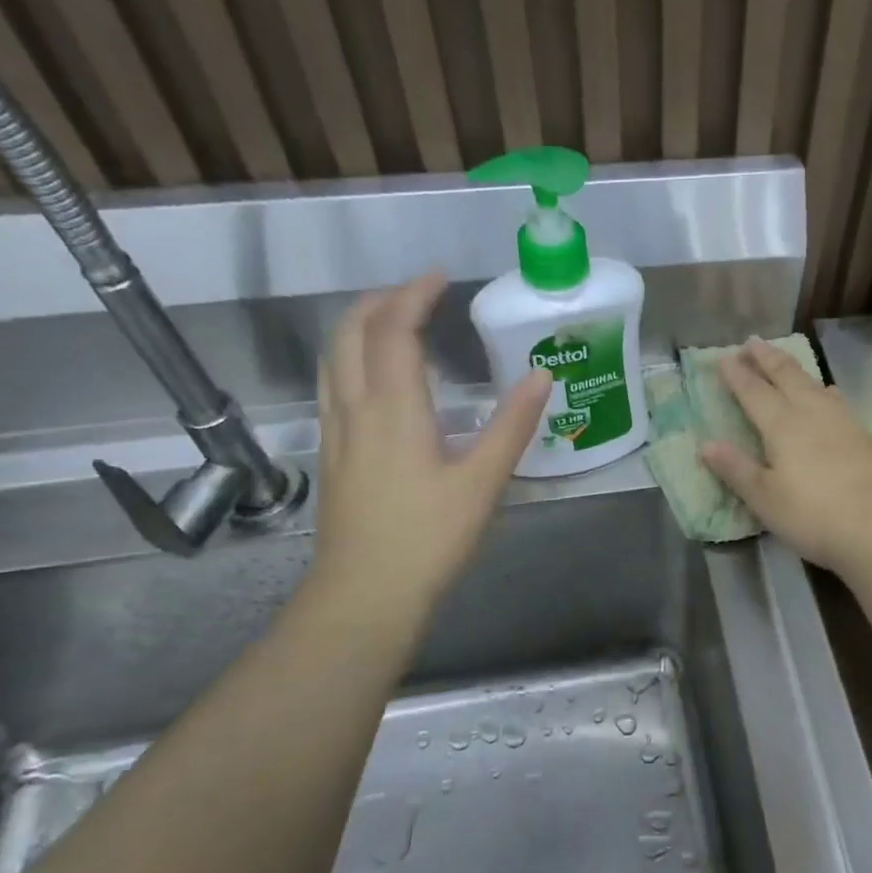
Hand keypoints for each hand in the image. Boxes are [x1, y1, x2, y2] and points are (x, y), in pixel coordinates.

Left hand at [302, 274, 550, 623]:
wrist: (364, 596)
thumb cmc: (428, 538)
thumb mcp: (482, 482)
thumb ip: (511, 425)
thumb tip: (540, 374)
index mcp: (393, 408)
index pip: (394, 329)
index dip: (413, 294)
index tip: (440, 276)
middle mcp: (354, 408)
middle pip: (350, 332)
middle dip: (380, 301)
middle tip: (417, 293)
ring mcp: (335, 432)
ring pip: (333, 358)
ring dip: (359, 326)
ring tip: (393, 321)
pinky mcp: (331, 455)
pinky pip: (332, 385)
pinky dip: (351, 358)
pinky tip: (374, 378)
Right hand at [699, 338, 871, 572]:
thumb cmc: (811, 515)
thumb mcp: (764, 498)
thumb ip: (735, 468)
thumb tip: (706, 444)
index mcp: (782, 425)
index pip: (754, 392)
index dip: (737, 374)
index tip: (723, 357)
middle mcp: (812, 413)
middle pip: (787, 376)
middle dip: (767, 358)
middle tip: (753, 342)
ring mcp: (843, 422)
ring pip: (814, 384)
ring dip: (795, 369)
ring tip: (786, 361)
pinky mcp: (864, 436)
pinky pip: (836, 400)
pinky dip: (823, 389)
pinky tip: (829, 393)